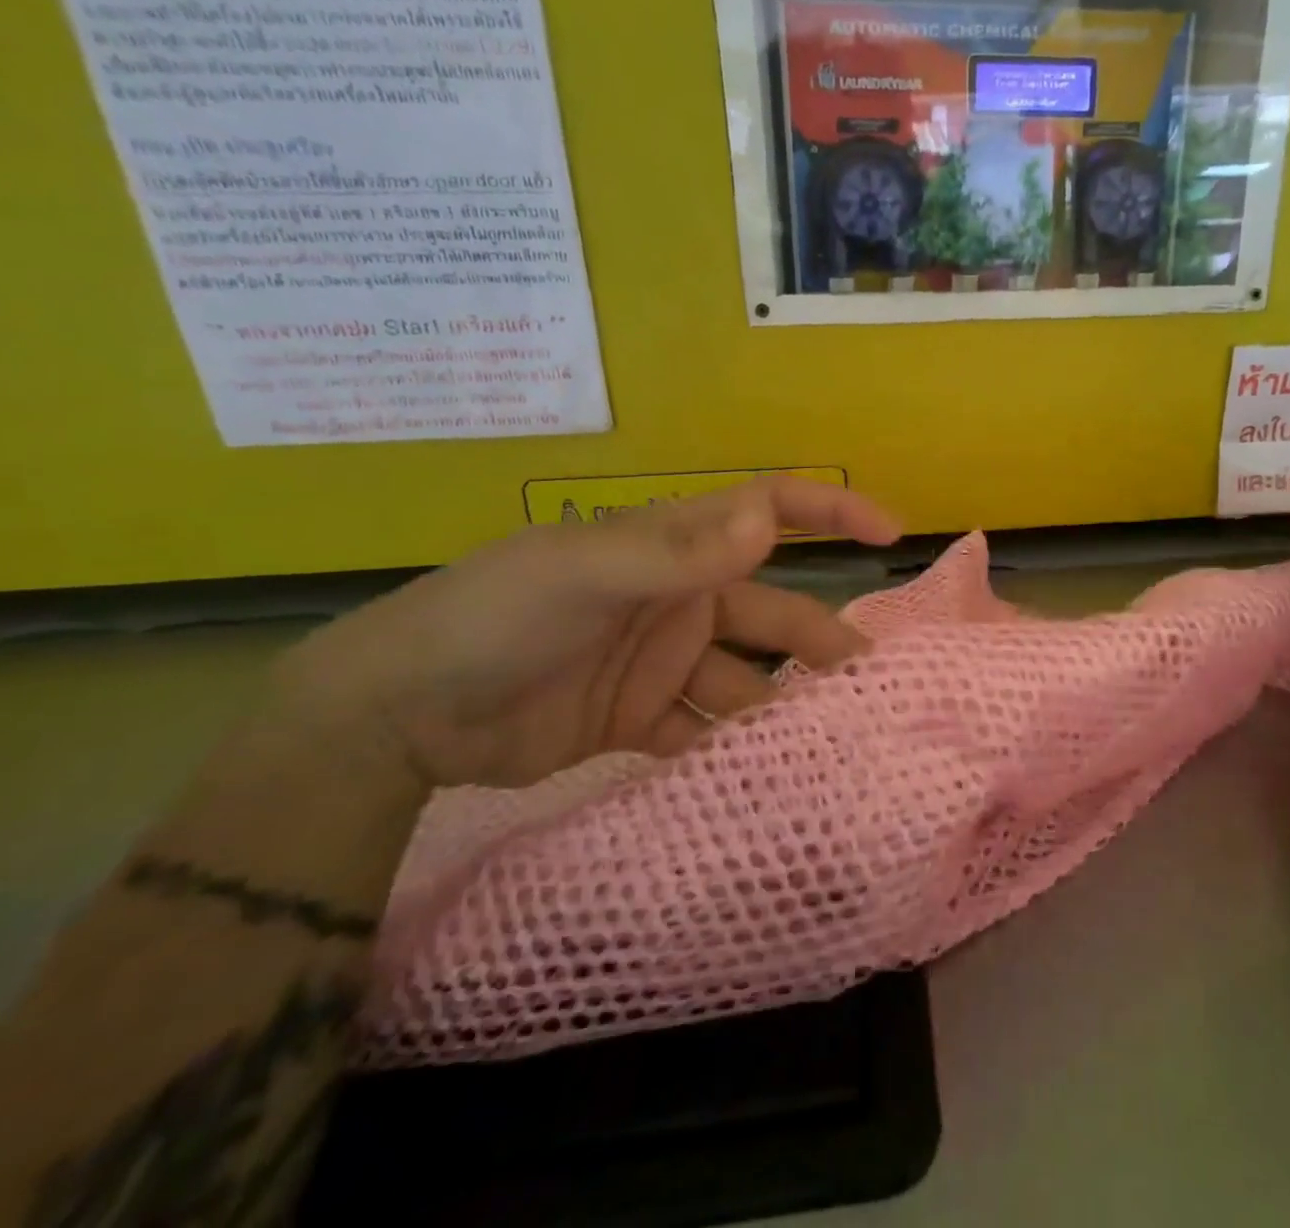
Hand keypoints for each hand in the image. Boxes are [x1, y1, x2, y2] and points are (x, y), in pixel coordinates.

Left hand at [274, 478, 901, 790]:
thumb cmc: (496, 616)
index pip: (766, 511)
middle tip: (869, 681)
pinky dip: (733, 750)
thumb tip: (766, 519)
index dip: (830, 511)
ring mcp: (663, 661)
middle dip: (819, 640)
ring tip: (827, 742)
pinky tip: (765, 777)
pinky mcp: (640, 718)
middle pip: (771, 612)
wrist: (399, 715)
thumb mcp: (583, 575)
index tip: (889, 531)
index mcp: (675, 550)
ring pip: (746, 678)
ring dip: (781, 706)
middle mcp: (681, 599)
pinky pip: (704, 729)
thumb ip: (676, 553)